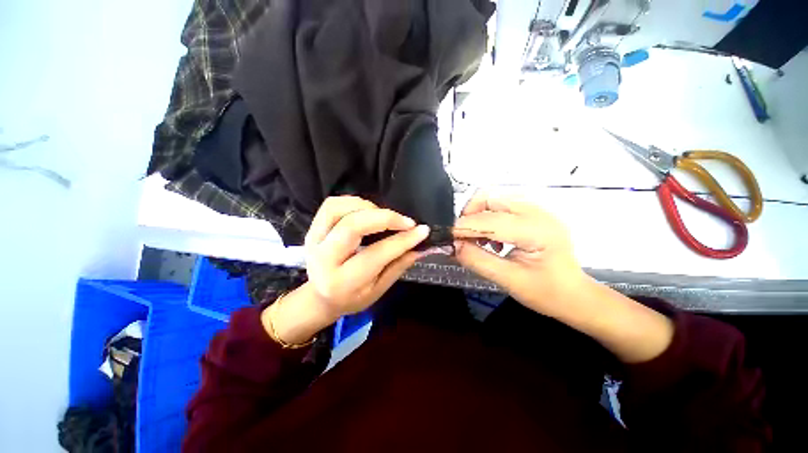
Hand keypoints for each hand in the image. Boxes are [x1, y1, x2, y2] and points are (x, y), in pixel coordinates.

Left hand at [263, 196, 428, 344]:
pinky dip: (353, 202)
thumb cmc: (351, 298)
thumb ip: (398, 266)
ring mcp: (314, 239)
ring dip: (368, 207)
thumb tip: (419, 246)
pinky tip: (368, 211)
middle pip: (353, 225)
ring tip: (385, 216)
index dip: (402, 240)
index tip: (422, 230)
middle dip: (385, 218)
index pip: (377, 254)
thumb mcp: (378, 290)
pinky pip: (331, 204)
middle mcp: (324, 258)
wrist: (319, 297)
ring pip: (339, 209)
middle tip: (406, 221)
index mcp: (342, 282)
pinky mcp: (312, 228)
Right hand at [454, 193, 672, 362]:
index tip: (444, 236)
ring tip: (476, 240)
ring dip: (478, 216)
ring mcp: (537, 210)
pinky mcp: (534, 214)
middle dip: (469, 216)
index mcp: (537, 230)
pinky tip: (492, 240)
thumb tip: (452, 245)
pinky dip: (488, 219)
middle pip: (490, 198)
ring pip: (494, 199)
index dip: (463, 227)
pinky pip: (502, 207)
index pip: (489, 221)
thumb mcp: (509, 281)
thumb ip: (477, 260)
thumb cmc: (547, 293)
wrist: (577, 295)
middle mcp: (538, 212)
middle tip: (461, 238)